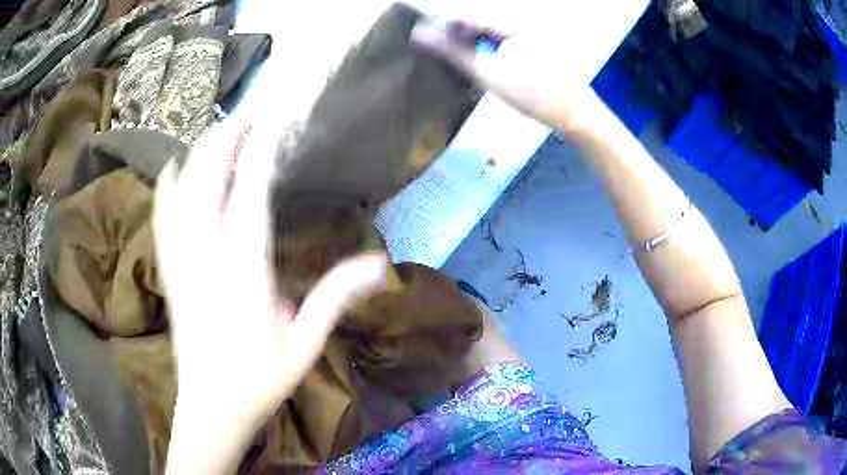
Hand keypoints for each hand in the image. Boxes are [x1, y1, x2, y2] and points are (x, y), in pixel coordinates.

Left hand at [154, 123, 386, 473]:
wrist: (210, 408)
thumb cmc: (259, 381)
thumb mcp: (305, 346)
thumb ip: (335, 300)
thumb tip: (378, 265)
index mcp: (243, 272)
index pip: (248, 194)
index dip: (259, 152)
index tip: (272, 123)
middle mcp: (207, 257)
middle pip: (208, 180)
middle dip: (225, 141)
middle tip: (246, 118)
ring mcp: (182, 262)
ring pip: (182, 192)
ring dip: (199, 155)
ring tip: (217, 132)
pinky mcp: (170, 271)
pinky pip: (162, 217)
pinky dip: (167, 186)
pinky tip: (174, 168)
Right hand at [411, 20, 604, 135]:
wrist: (576, 115)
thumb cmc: (535, 94)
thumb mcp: (489, 73)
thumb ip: (452, 52)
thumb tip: (419, 35)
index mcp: (510, 20)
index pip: (463, 16)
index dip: (439, 29)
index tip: (419, 43)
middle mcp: (517, 21)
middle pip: (474, 24)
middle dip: (453, 40)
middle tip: (436, 59)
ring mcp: (525, 33)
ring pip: (485, 35)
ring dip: (468, 49)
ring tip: (454, 67)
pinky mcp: (529, 46)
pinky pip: (498, 44)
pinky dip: (485, 55)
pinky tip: (478, 70)